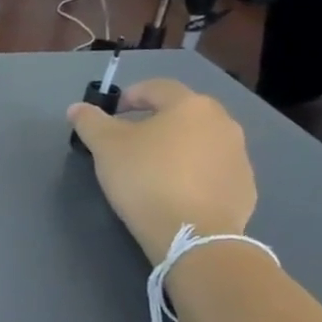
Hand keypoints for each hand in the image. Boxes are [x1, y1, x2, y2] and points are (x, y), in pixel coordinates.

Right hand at [67, 80, 257, 263]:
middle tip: (128, 144)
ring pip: (199, 141)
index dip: (129, 96)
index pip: (156, 88)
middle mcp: (222, 122)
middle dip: (154, 122)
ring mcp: (238, 155)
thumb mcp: (105, 147)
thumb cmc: (145, 178)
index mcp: (190, 105)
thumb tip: (77, 108)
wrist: (193, 233)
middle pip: (181, 113)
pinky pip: (212, 169)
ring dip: (176, 148)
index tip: (110, 115)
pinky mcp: (244, 186)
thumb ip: (90, 122)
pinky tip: (174, 193)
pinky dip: (193, 173)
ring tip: (151, 171)